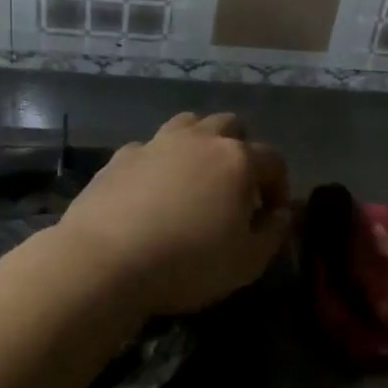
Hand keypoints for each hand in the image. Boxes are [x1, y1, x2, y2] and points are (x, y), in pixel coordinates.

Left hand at [56, 112, 291, 315]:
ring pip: (189, 125)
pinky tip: (152, 191)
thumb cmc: (188, 263)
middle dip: (240, 151)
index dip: (278, 187)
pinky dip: (159, 162)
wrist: (104, 262)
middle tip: (234, 187)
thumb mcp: (247, 262)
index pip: (273, 160)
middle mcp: (200, 140)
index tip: (270, 215)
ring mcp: (157, 143)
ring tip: (195, 178)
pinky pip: (150, 148)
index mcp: (237, 160)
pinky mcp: (121, 157)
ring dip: (200, 144)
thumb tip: (282, 213)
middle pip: (231, 126)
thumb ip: (274, 233)